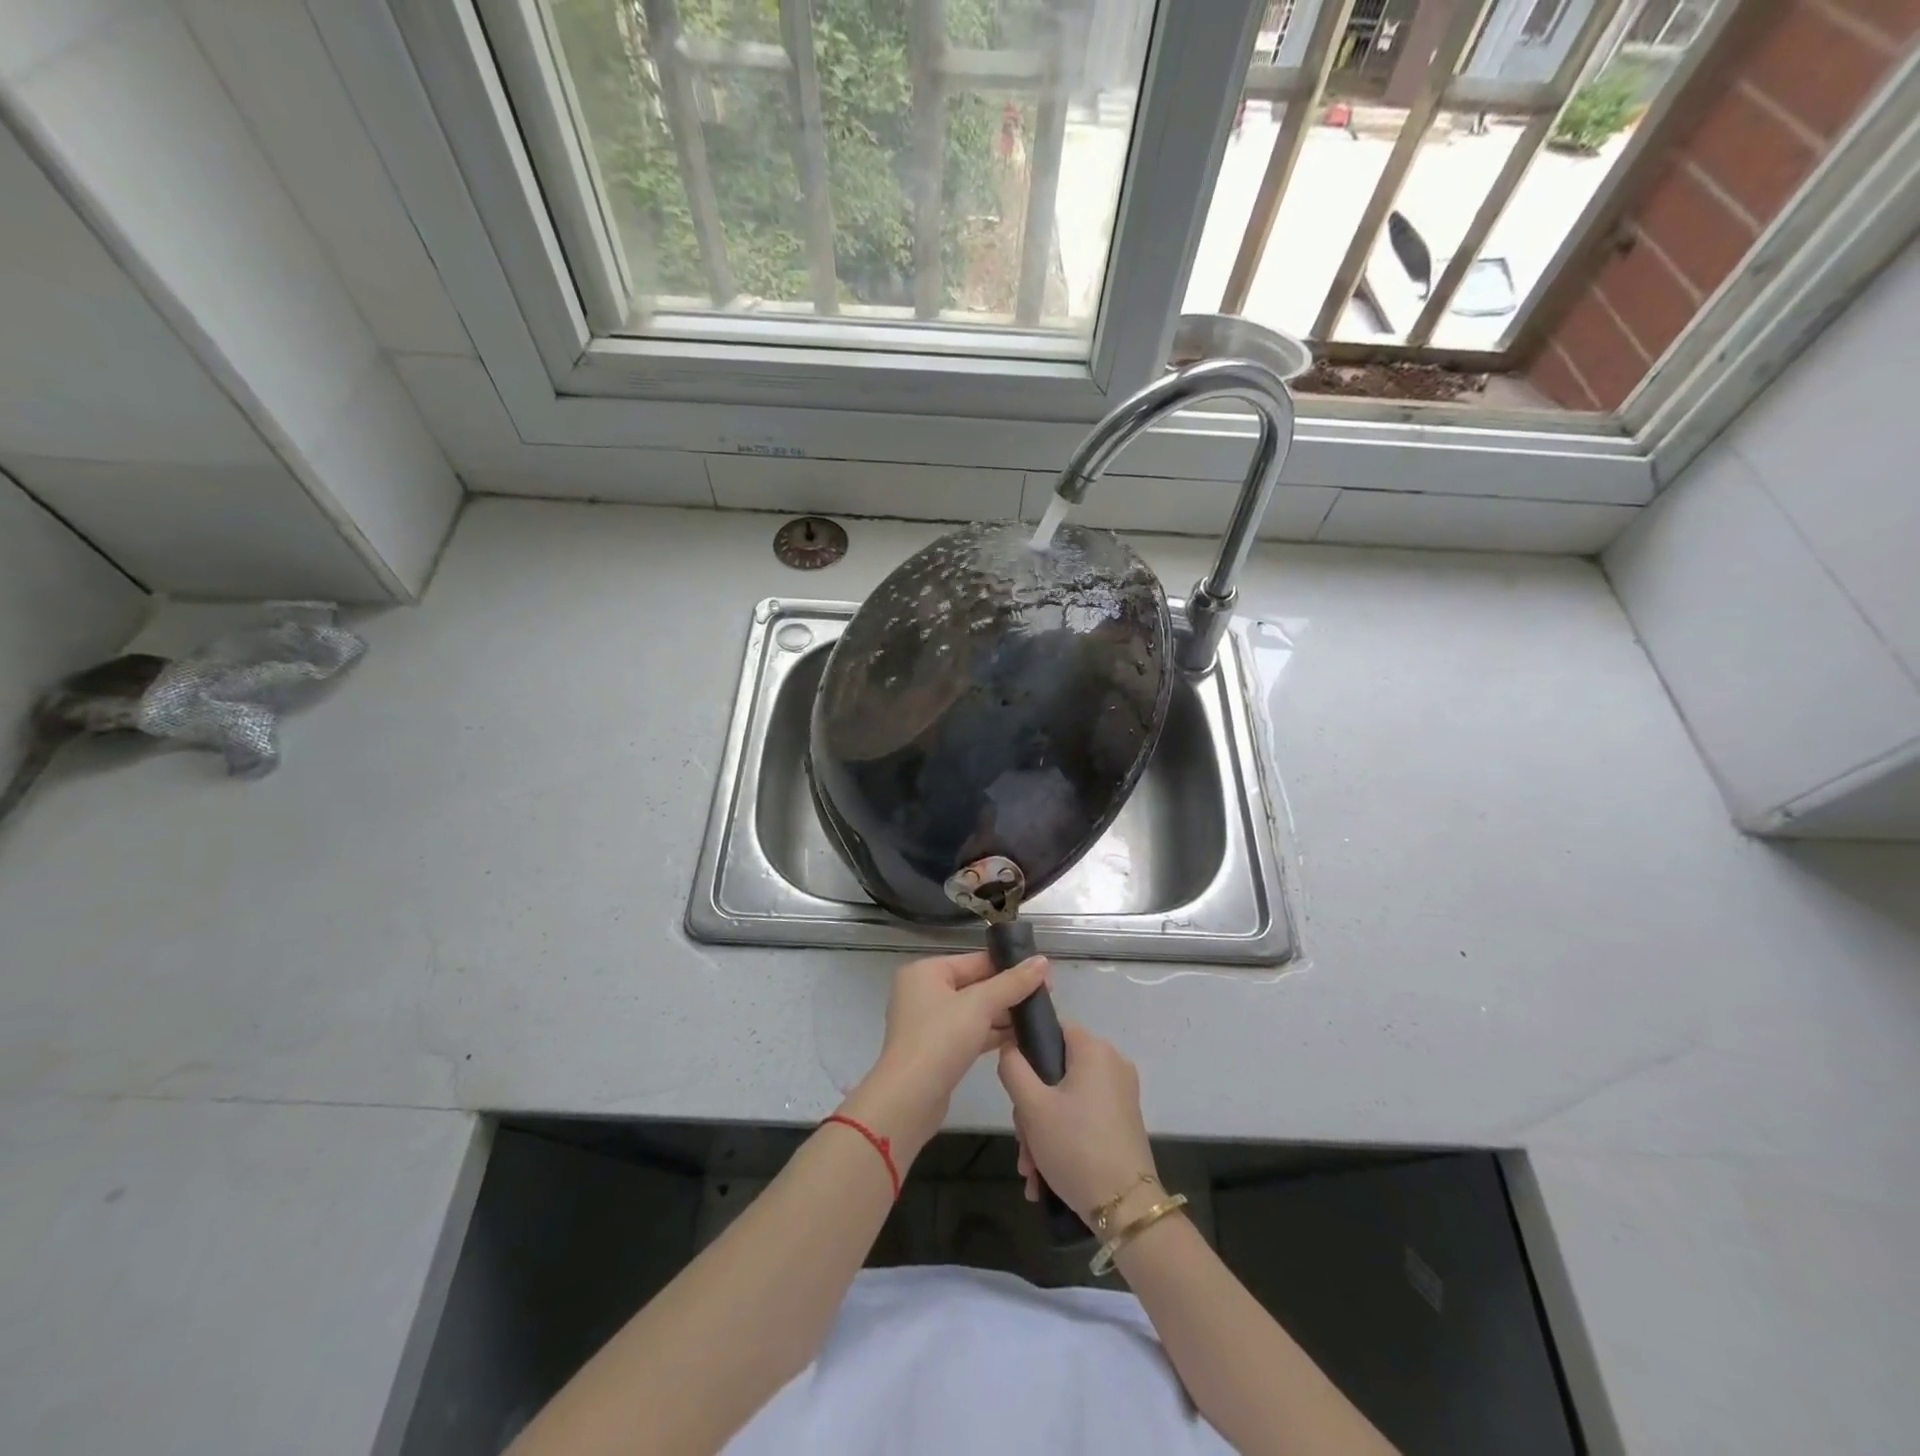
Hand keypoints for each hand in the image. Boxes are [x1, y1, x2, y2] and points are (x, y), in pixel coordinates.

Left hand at [842, 951, 1048, 1158]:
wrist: (909, 1099)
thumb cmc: (940, 1039)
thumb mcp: (980, 1005)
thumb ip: (1012, 983)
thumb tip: (1042, 961)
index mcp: (926, 972)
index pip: (975, 960)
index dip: (1010, 966)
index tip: (1044, 974)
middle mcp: (923, 992)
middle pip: (975, 985)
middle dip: (1008, 992)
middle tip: (1046, 997)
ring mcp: (928, 1022)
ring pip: (974, 1011)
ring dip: (1003, 1014)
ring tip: (1039, 1017)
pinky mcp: (936, 1049)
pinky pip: (969, 1032)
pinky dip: (991, 1033)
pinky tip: (1020, 1038)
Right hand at [998, 1022, 1157, 1224]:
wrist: (1126, 1210)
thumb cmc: (1075, 1147)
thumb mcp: (1031, 1107)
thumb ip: (1013, 1068)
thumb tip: (1010, 1048)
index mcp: (1094, 1049)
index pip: (1052, 1029)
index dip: (1027, 1052)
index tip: (1014, 1088)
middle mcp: (1112, 1064)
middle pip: (1056, 1071)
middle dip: (1031, 1109)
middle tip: (1023, 1143)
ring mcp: (1121, 1094)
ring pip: (1066, 1099)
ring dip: (1042, 1131)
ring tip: (1031, 1170)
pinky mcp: (1123, 1121)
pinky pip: (1083, 1117)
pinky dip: (1063, 1138)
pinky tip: (1044, 1176)